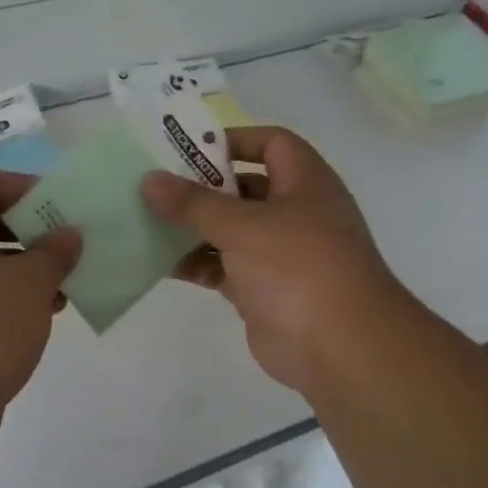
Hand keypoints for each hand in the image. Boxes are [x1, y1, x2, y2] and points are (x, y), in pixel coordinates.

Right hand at [142, 126, 409, 397]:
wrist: (339, 348)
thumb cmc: (297, 267)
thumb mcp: (242, 226)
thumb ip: (193, 203)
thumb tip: (149, 180)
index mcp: (305, 183)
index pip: (272, 143)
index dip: (234, 140)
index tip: (189, 148)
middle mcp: (295, 212)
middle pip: (244, 187)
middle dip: (201, 187)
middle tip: (155, 185)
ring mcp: (280, 254)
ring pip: (230, 230)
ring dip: (193, 227)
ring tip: (148, 221)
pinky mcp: (263, 290)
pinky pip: (224, 267)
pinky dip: (197, 263)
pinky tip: (160, 262)